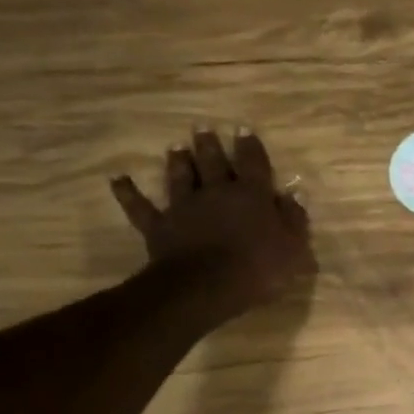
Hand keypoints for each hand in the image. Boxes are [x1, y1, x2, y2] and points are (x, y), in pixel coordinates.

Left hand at [111, 126, 315, 311]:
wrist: (207, 285)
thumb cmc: (259, 268)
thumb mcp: (292, 248)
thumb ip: (294, 220)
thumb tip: (294, 195)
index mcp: (252, 196)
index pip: (253, 164)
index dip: (250, 147)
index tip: (244, 130)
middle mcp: (216, 192)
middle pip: (212, 162)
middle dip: (209, 145)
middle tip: (203, 128)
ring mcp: (185, 207)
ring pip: (180, 177)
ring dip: (178, 162)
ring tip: (175, 147)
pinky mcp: (160, 226)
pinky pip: (141, 207)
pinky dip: (129, 193)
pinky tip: (118, 180)